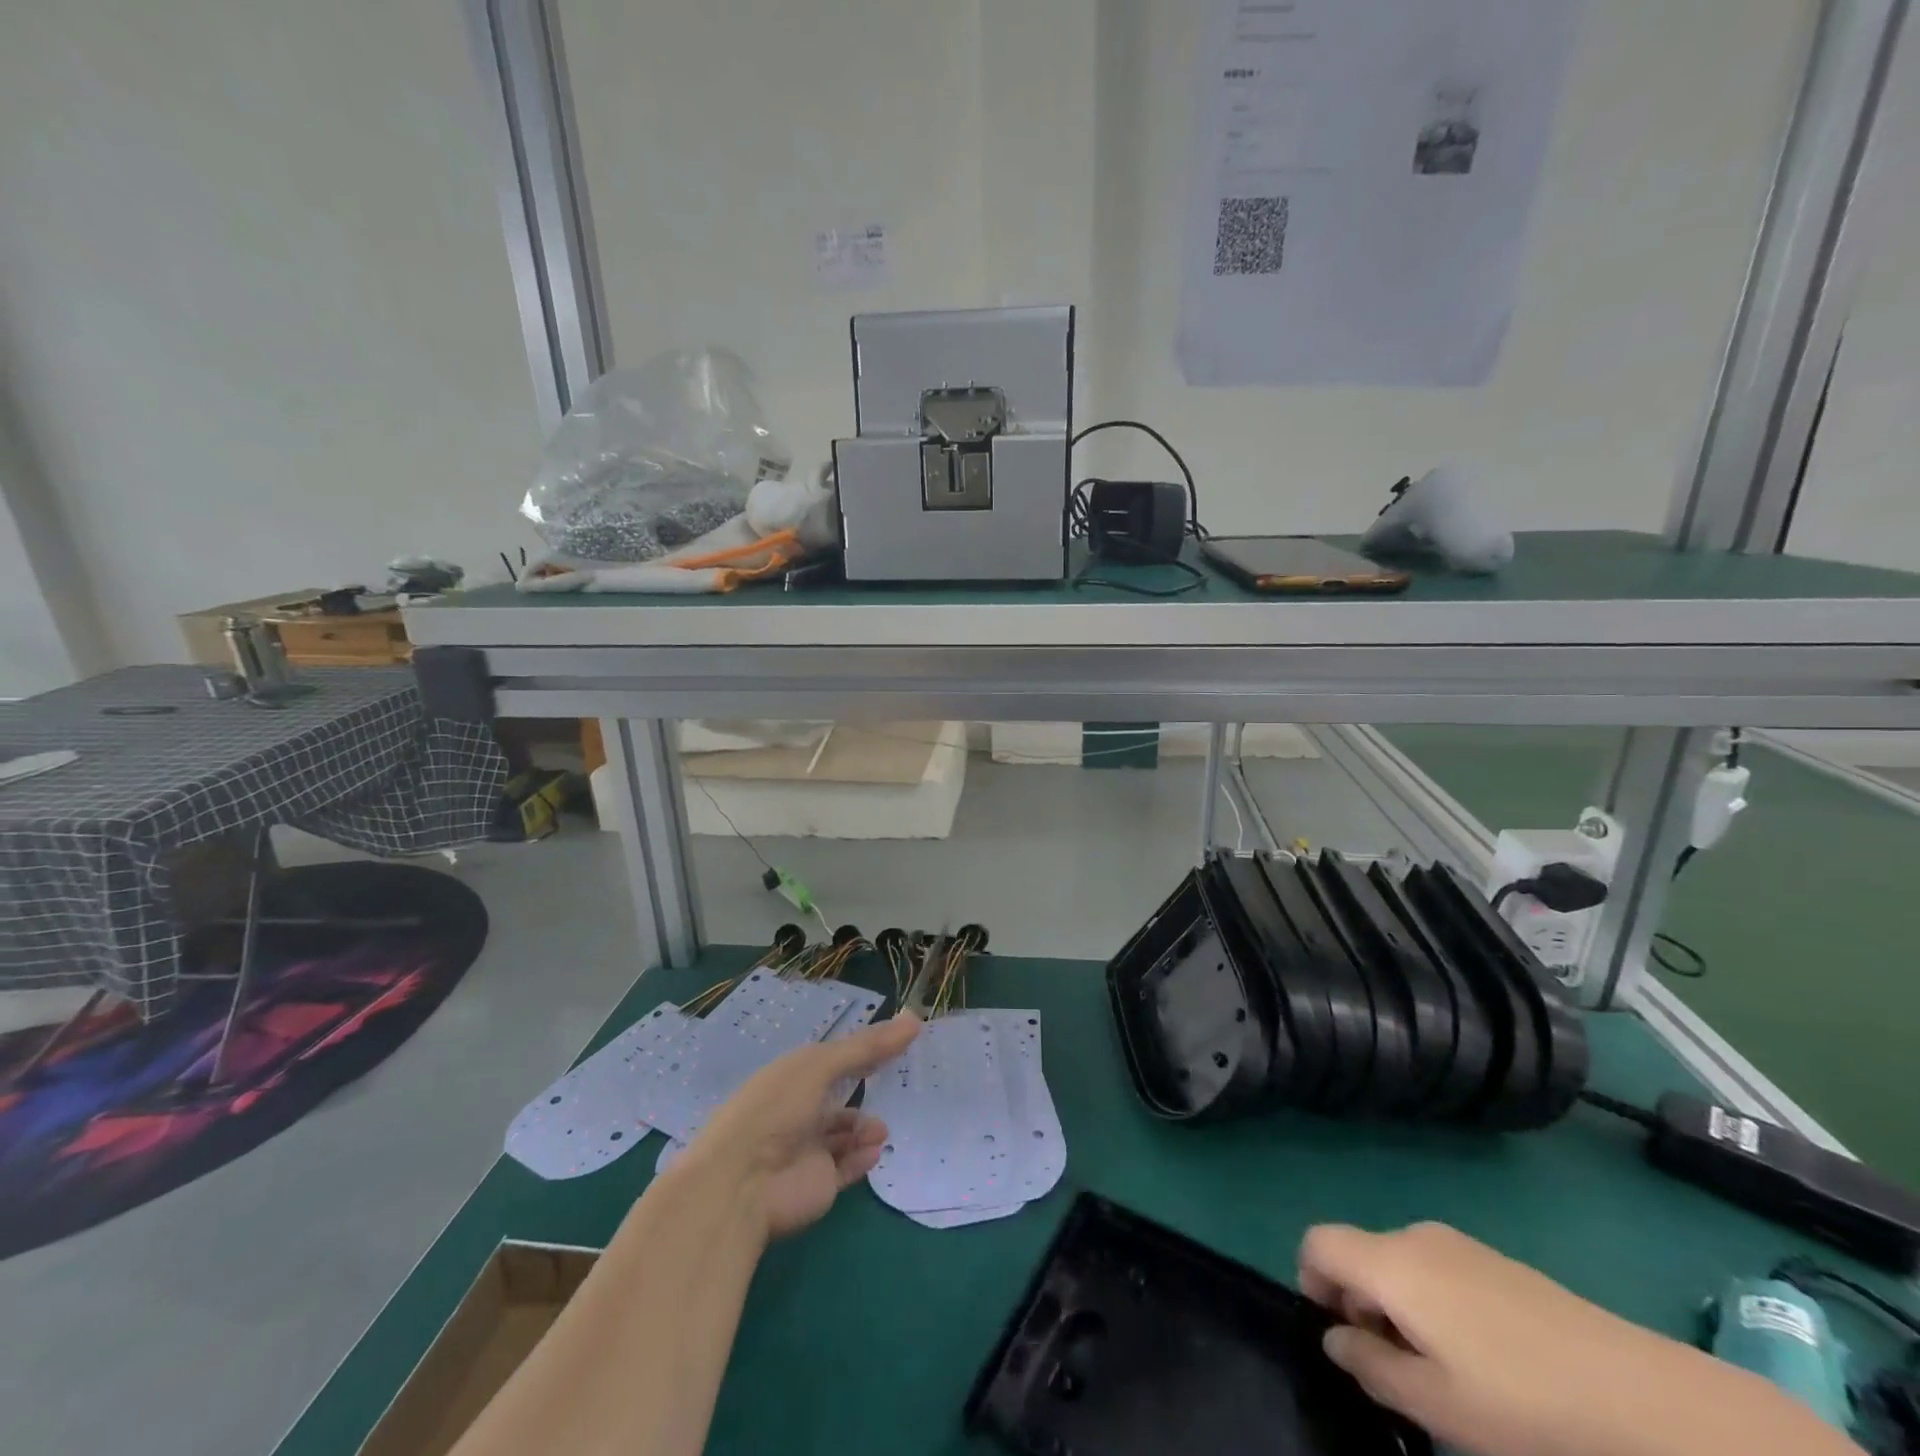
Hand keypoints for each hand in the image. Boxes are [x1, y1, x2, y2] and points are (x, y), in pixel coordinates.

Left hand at [679, 1013, 919, 1240]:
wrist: (741, 1186)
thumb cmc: (775, 1110)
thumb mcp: (820, 1066)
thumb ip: (867, 1047)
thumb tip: (914, 1019)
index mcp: (793, 1077)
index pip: (833, 1059)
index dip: (863, 1050)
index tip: (899, 1041)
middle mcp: (799, 1110)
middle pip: (840, 1096)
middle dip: (867, 1089)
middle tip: (900, 1083)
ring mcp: (808, 1149)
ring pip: (846, 1133)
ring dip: (867, 1127)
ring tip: (879, 1130)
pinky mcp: (818, 1183)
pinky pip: (848, 1166)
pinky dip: (863, 1157)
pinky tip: (874, 1150)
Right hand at [1297, 1222, 1853, 1455]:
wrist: (1644, 1397)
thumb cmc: (1524, 1402)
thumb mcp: (1436, 1404)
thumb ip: (1370, 1366)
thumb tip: (1334, 1338)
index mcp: (1391, 1261)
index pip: (1317, 1243)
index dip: (1311, 1283)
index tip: (1341, 1338)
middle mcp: (1415, 1235)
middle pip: (1359, 1254)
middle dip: (1361, 1305)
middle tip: (1398, 1373)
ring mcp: (1460, 1244)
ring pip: (1400, 1263)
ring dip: (1399, 1308)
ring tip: (1446, 1373)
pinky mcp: (1498, 1261)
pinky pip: (1437, 1269)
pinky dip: (1435, 1304)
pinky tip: (1486, 1360)